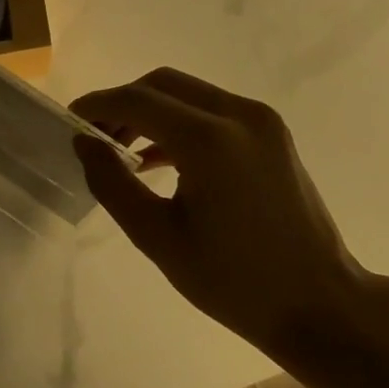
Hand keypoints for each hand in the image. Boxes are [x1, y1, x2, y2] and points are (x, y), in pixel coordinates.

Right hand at [72, 68, 388, 361]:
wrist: (319, 303)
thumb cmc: (233, 281)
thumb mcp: (158, 237)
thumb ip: (112, 184)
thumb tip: (84, 144)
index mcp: (209, 140)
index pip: (138, 100)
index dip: (98, 105)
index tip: (69, 121)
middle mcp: (239, 115)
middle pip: (163, 84)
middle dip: (122, 102)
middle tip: (94, 137)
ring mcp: (262, 121)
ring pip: (189, 93)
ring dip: (151, 111)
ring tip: (120, 149)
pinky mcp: (273, 134)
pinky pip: (213, 110)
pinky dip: (180, 122)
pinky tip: (157, 159)